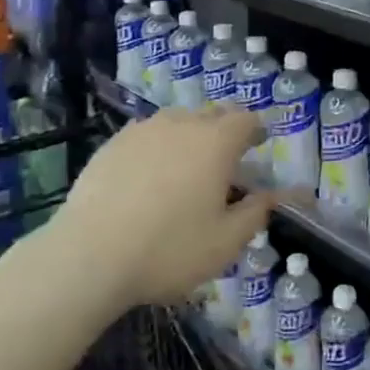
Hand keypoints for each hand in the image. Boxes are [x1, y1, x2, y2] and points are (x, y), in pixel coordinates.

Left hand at [51, 107, 292, 307]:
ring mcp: (144, 129)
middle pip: (212, 114)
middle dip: (224, 131)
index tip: (258, 146)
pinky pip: (147, 135)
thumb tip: (279, 195)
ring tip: (184, 170)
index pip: (246, 119)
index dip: (256, 130)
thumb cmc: (169, 249)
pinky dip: (156, 148)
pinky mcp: (114, 142)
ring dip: (189, 137)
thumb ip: (257, 213)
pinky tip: (147, 178)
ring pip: (177, 122)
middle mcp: (182, 123)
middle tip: (224, 162)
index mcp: (216, 142)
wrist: (90, 254)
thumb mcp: (225, 243)